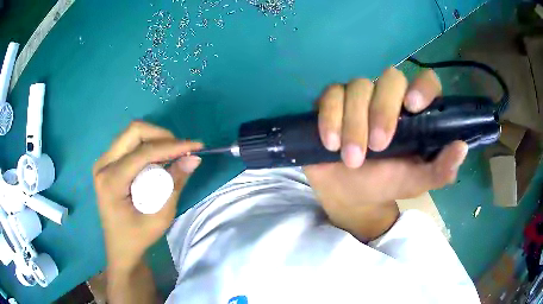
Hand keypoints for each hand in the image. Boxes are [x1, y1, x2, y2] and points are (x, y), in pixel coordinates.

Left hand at [93, 121, 202, 272]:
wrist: (120, 246)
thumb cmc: (138, 237)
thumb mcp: (160, 216)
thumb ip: (175, 184)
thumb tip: (194, 158)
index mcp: (111, 181)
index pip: (143, 152)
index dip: (171, 146)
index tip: (196, 146)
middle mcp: (103, 164)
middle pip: (134, 131)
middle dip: (162, 135)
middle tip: (181, 149)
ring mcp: (103, 161)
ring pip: (132, 133)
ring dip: (156, 139)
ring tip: (172, 155)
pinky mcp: (107, 162)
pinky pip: (129, 142)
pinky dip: (148, 145)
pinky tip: (159, 159)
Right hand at [304, 68, 467, 239]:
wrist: (348, 193)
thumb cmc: (385, 184)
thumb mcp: (416, 182)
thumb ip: (440, 170)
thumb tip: (461, 147)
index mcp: (414, 113)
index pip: (426, 81)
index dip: (423, 86)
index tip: (414, 106)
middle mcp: (389, 97)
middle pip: (390, 78)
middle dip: (383, 111)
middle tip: (378, 147)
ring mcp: (359, 97)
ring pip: (358, 86)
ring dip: (354, 123)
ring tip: (352, 159)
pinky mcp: (332, 101)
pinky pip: (330, 95)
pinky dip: (330, 118)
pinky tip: (330, 143)